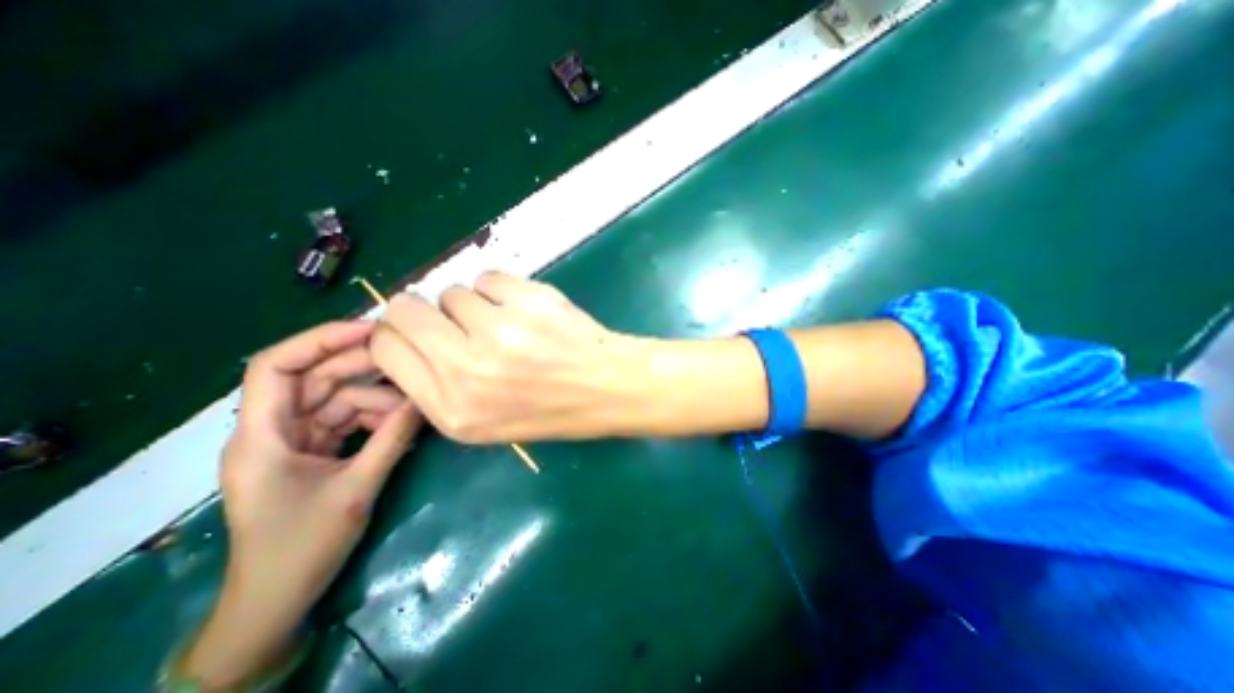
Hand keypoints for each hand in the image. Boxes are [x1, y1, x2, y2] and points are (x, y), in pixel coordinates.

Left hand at [181, 320, 421, 685]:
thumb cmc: (302, 548)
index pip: (277, 366)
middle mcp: (274, 429)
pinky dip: (376, 418)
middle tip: (412, 361)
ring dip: (378, 399)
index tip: (371, 331)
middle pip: (317, 378)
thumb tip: (426, 399)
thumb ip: (392, 439)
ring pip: (338, 399)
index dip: (321, 340)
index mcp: (262, 435)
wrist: (277, 600)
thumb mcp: (356, 489)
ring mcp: (295, 440)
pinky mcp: (314, 451)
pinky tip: (404, 421)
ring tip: (415, 405)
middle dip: (364, 368)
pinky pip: (347, 420)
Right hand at [370, 272, 653, 443]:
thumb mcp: (483, 421)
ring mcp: (501, 331)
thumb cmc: (549, 408)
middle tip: (457, 320)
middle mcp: (468, 370)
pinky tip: (525, 312)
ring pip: (454, 292)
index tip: (417, 330)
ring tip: (506, 324)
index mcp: (452, 408)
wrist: (607, 387)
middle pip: (406, 309)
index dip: (398, 333)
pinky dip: (501, 290)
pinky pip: (489, 277)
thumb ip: (437, 384)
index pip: (387, 348)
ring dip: (474, 304)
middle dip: (423, 310)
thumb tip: (410, 336)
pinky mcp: (529, 301)